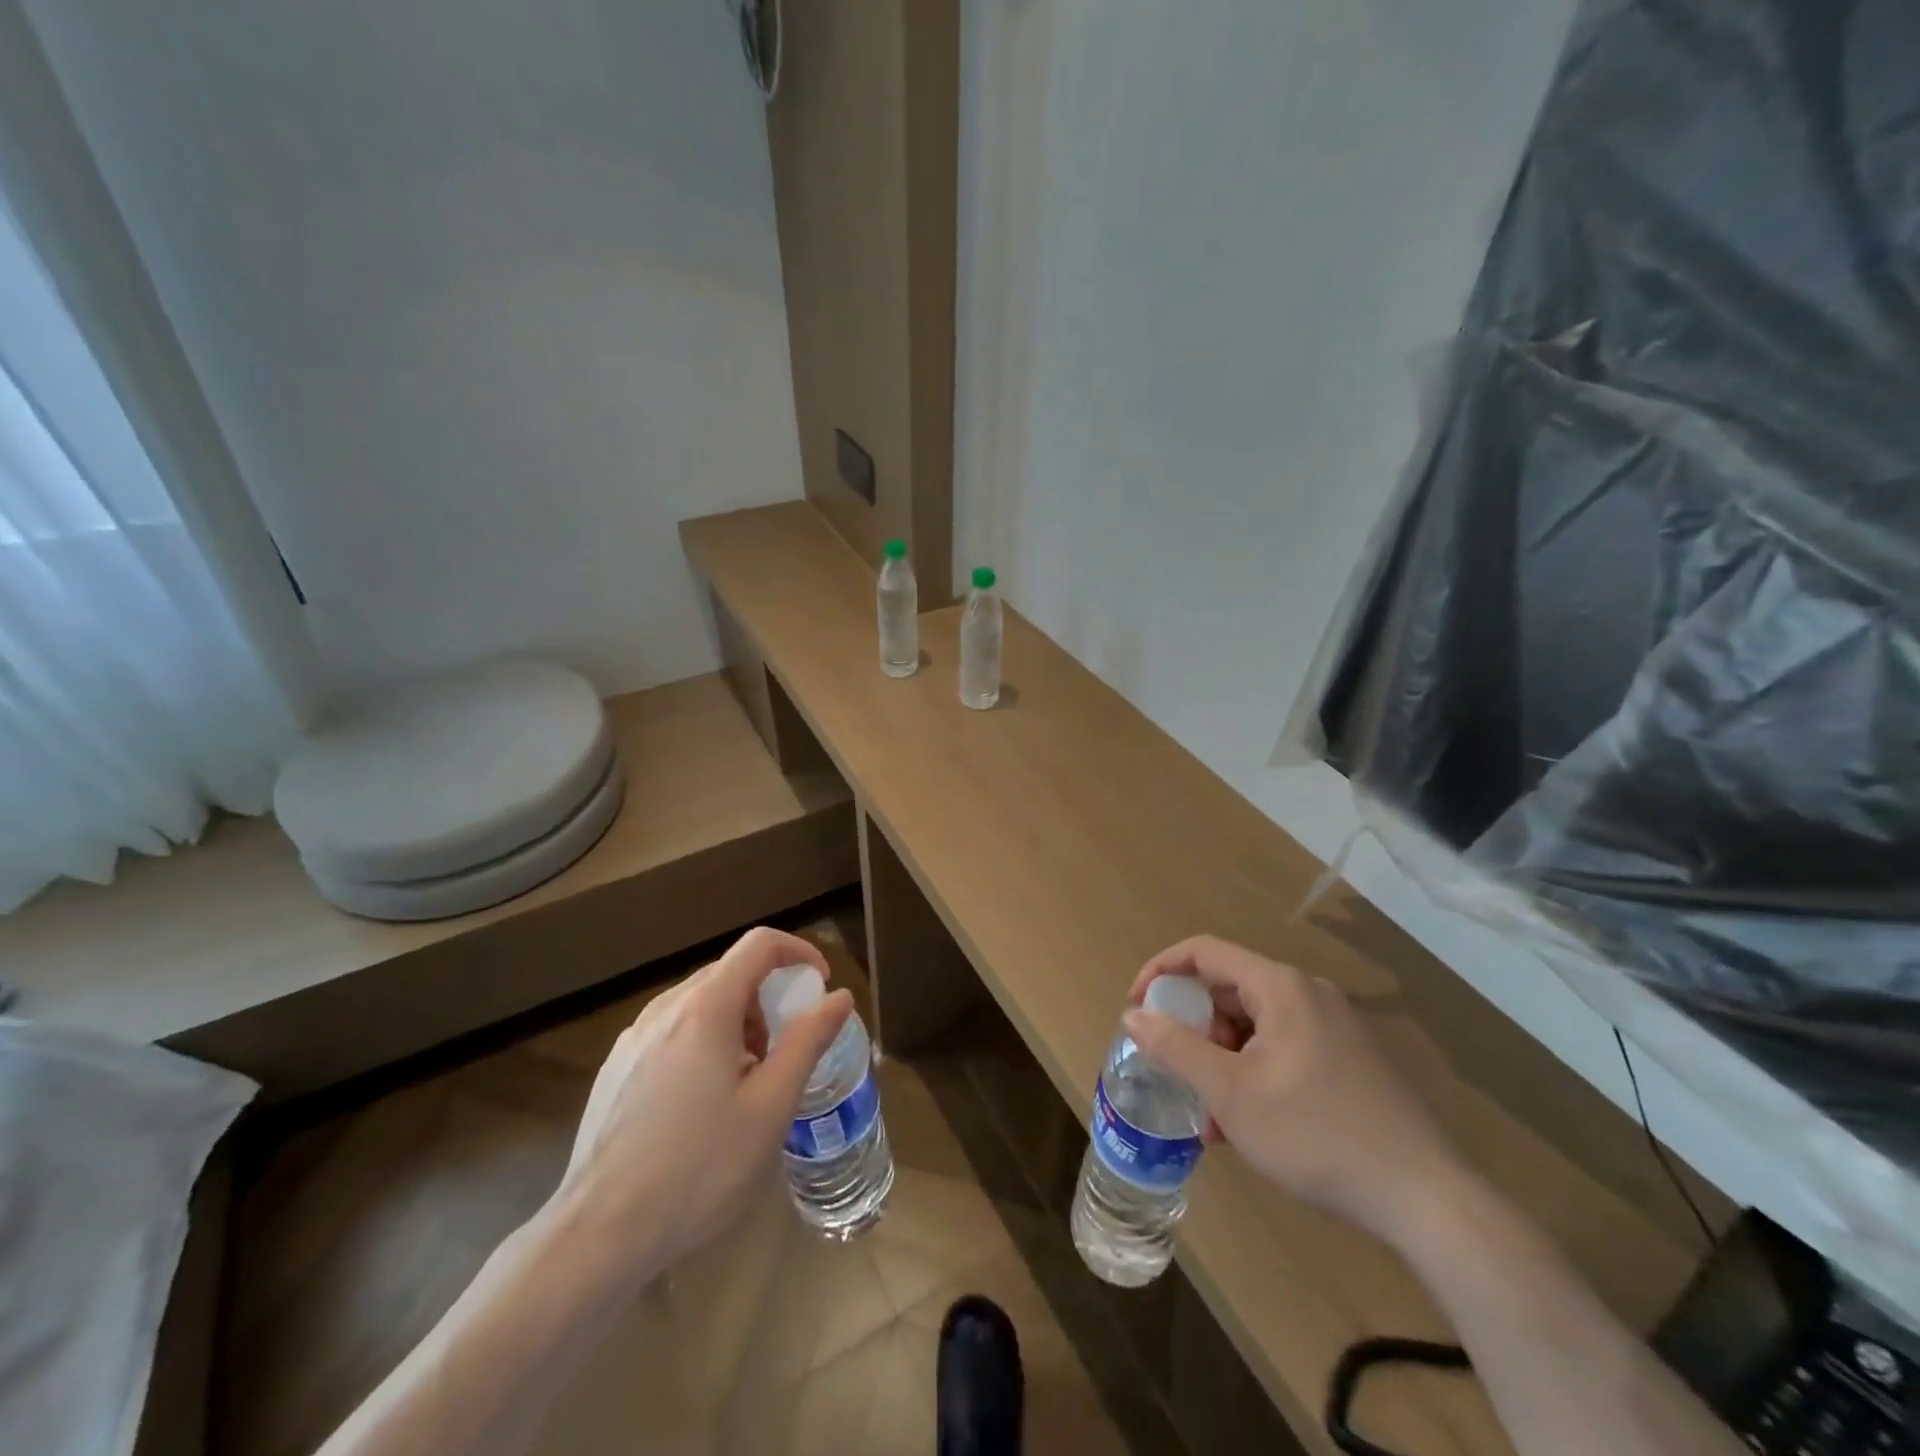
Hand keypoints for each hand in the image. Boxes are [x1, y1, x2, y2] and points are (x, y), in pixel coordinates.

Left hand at [551, 926, 852, 1277]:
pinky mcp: (615, 1068)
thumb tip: (838, 997)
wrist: (598, 1236)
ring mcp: (633, 1038)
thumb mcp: (771, 1106)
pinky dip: (705, 1042)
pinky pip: (672, 1031)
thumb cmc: (699, 1168)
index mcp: (706, 1007)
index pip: (760, 944)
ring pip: (700, 1003)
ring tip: (747, 1083)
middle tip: (786, 1050)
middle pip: (730, 972)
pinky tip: (703, 1105)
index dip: (798, 952)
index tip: (820, 986)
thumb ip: (808, 1041)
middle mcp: (665, 1008)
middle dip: (769, 998)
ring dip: (738, 1022)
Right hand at [1124, 935, 1464, 1243]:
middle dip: (1195, 1031)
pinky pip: (1283, 1048)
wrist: (1425, 1198)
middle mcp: (1308, 993)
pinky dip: (1254, 1074)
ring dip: (1222, 1061)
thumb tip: (1133, 1015)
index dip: (1161, 971)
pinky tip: (1249, 1125)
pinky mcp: (1349, 1060)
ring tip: (1213, 1119)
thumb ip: (1175, 1047)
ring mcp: (1334, 1026)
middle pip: (1230, 990)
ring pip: (1255, 1026)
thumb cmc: (1315, 1134)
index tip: (1136, 1008)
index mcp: (1280, 986)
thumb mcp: (1230, 1093)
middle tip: (1179, 1076)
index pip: (1203, 951)